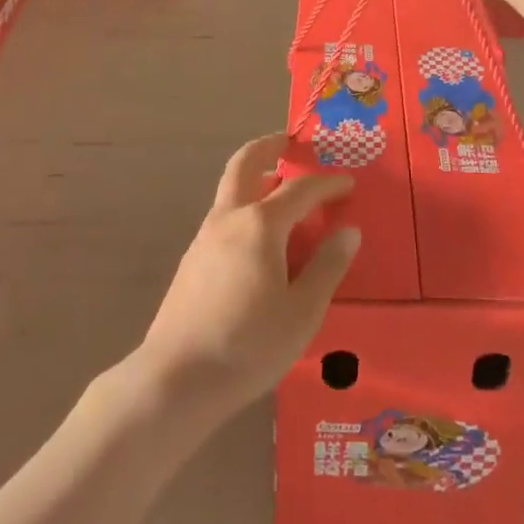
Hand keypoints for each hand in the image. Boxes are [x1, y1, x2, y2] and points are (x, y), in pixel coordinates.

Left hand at [139, 134, 359, 415]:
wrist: (175, 381)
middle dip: (268, 147)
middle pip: (246, 164)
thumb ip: (327, 267)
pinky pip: (224, 216)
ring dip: (255, 177)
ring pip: (231, 190)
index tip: (347, 184)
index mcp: (261, 225)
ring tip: (279, 190)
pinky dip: (244, 207)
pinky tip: (257, 239)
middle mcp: (230, 218)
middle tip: (288, 142)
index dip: (327, 184)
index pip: (300, 190)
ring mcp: (205, 237)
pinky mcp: (192, 261)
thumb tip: (348, 231)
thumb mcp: (302, 313)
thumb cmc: (247, 346)